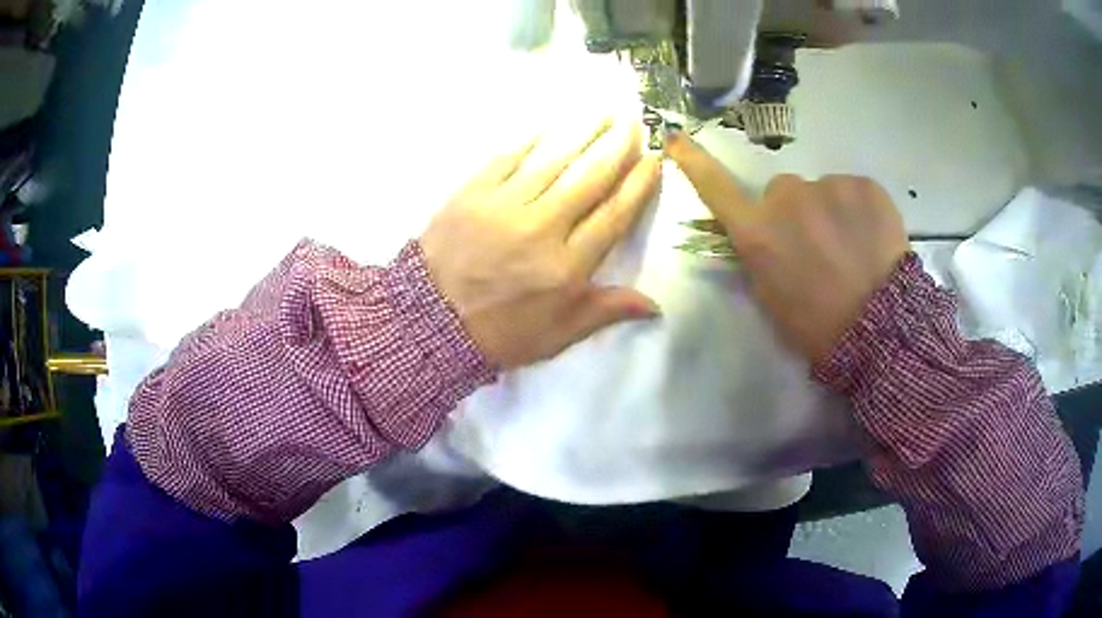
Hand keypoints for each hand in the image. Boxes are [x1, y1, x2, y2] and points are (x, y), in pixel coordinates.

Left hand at [421, 118, 661, 368]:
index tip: (654, 159)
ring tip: (603, 112)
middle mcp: (542, 229)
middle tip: (634, 122)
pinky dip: (534, 138)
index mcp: (567, 267)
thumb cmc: (499, 332)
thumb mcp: (557, 335)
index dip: (638, 185)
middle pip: (589, 178)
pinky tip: (552, 123)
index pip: (613, 215)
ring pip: (554, 160)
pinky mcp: (474, 192)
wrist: (429, 322)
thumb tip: (654, 305)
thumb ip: (605, 312)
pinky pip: (510, 157)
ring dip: (582, 132)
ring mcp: (505, 206)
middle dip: (617, 147)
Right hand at [666, 132, 909, 364]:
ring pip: (822, 191)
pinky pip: (854, 191)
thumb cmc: (818, 328)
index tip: (674, 137)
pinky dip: (860, 211)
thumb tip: (762, 235)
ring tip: (854, 249)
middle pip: (782, 191)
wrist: (880, 332)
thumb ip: (759, 258)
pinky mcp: (864, 185)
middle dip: (795, 212)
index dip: (693, 161)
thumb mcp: (771, 300)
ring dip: (831, 211)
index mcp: (758, 232)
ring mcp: (828, 186)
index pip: (716, 187)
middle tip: (820, 248)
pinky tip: (873, 240)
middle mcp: (787, 198)